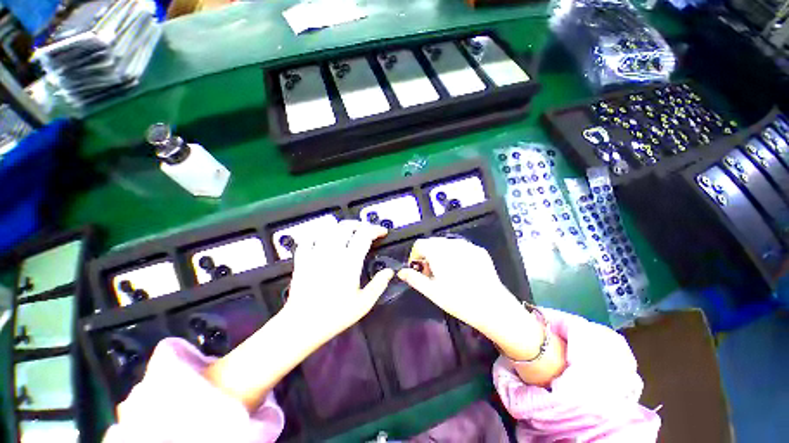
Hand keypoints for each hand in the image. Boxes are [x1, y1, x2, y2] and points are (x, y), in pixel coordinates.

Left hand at [284, 220, 394, 342]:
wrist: (302, 325)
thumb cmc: (335, 315)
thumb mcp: (363, 304)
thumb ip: (378, 285)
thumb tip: (389, 271)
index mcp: (349, 262)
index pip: (364, 235)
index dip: (376, 229)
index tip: (382, 232)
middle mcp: (332, 253)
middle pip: (346, 227)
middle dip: (360, 224)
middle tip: (367, 231)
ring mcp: (315, 254)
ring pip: (328, 229)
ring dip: (341, 227)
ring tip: (348, 233)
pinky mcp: (302, 259)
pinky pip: (309, 238)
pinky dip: (318, 235)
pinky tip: (324, 239)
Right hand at [398, 237, 542, 360]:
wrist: (493, 307)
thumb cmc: (458, 300)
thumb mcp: (432, 292)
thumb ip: (414, 278)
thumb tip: (401, 272)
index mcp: (438, 251)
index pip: (420, 244)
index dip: (415, 255)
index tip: (418, 269)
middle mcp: (452, 243)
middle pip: (433, 243)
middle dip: (427, 255)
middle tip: (431, 273)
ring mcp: (467, 245)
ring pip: (447, 244)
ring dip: (441, 254)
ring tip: (446, 272)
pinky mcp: (479, 251)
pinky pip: (461, 248)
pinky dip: (455, 255)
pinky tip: (461, 271)